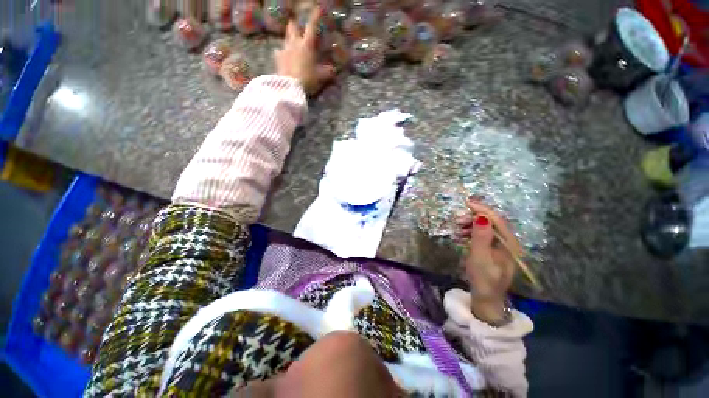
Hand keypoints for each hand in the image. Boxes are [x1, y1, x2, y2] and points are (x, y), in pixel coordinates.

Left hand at [274, 7, 334, 93]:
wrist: (290, 87)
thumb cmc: (308, 79)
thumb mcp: (322, 77)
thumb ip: (328, 72)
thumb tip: (335, 70)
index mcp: (307, 45)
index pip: (312, 27)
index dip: (315, 17)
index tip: (317, 8)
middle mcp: (295, 43)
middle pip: (292, 27)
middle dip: (295, 23)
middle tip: (296, 23)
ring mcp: (284, 50)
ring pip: (285, 38)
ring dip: (289, 37)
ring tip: (291, 40)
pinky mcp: (277, 59)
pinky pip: (279, 51)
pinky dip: (281, 52)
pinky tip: (282, 55)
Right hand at [454, 200, 521, 323]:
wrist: (486, 299)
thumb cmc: (484, 279)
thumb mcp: (480, 257)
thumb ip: (481, 236)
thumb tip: (480, 216)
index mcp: (508, 243)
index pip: (496, 220)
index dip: (482, 209)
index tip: (466, 203)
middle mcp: (506, 242)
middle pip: (491, 222)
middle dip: (473, 218)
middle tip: (457, 221)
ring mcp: (499, 246)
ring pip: (485, 228)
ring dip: (470, 226)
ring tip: (457, 231)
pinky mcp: (491, 250)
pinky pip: (481, 235)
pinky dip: (470, 233)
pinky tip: (461, 237)